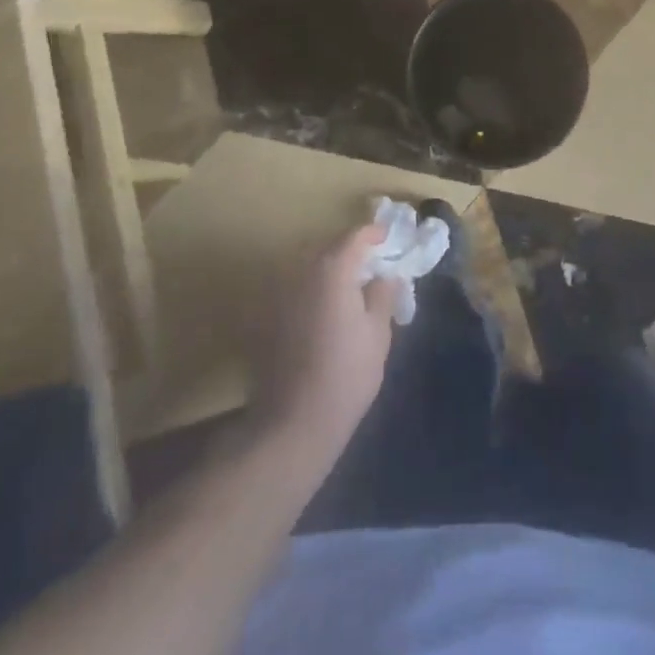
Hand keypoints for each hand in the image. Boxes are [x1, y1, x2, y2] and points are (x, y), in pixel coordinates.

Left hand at [253, 224, 398, 456]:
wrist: (294, 421)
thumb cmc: (347, 374)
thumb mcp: (378, 332)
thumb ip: (383, 294)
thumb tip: (385, 275)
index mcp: (332, 269)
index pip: (354, 236)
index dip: (373, 233)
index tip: (387, 238)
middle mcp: (301, 271)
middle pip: (328, 246)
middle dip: (349, 249)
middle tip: (370, 262)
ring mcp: (279, 292)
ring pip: (308, 265)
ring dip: (328, 267)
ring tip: (348, 284)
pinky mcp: (267, 315)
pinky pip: (295, 286)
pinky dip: (311, 287)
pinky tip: (324, 308)